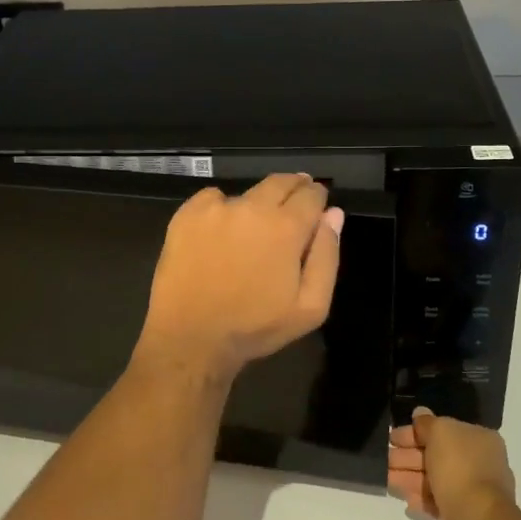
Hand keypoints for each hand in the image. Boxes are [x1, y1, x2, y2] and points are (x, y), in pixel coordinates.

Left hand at [135, 174, 343, 381]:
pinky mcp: (187, 214)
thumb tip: (333, 214)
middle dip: (293, 188)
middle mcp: (253, 207)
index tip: (317, 204)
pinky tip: (219, 233)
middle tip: (293, 204)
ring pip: (248, 193)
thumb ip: (327, 256)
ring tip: (252, 228)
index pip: (311, 194)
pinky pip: (212, 198)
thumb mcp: (310, 307)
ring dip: (257, 203)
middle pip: (281, 182)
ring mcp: (217, 208)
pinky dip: (221, 209)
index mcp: (286, 227)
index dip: (318, 197)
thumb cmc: (255, 327)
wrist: (190, 337)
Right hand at [388, 408, 514, 519]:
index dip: (415, 431)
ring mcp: (473, 492)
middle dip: (408, 456)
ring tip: (386, 479)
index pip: (443, 430)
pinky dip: (422, 499)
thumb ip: (427, 422)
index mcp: (479, 439)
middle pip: (437, 455)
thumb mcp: (440, 432)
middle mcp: (479, 463)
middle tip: (384, 458)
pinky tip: (407, 500)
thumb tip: (419, 413)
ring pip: (435, 479)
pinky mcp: (464, 516)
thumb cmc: (459, 467)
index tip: (392, 437)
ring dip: (409, 477)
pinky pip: (438, 502)